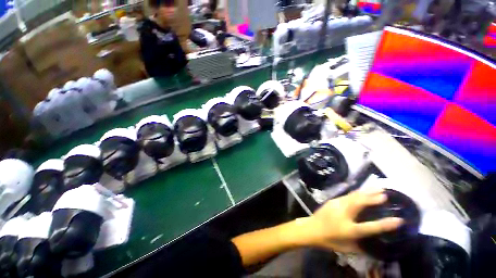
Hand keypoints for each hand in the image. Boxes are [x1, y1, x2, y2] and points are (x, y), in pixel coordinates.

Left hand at [301, 188, 403, 252]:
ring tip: (377, 188)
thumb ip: (361, 247)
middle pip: (360, 203)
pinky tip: (362, 191)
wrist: (311, 228)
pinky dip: (357, 193)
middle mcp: (343, 214)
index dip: (386, 224)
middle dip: (374, 198)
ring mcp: (337, 205)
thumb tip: (374, 245)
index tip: (399, 220)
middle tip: (386, 194)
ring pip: (353, 196)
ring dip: (366, 192)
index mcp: (349, 229)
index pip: (370, 227)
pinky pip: (347, 195)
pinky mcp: (332, 200)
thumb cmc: (329, 241)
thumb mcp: (346, 248)